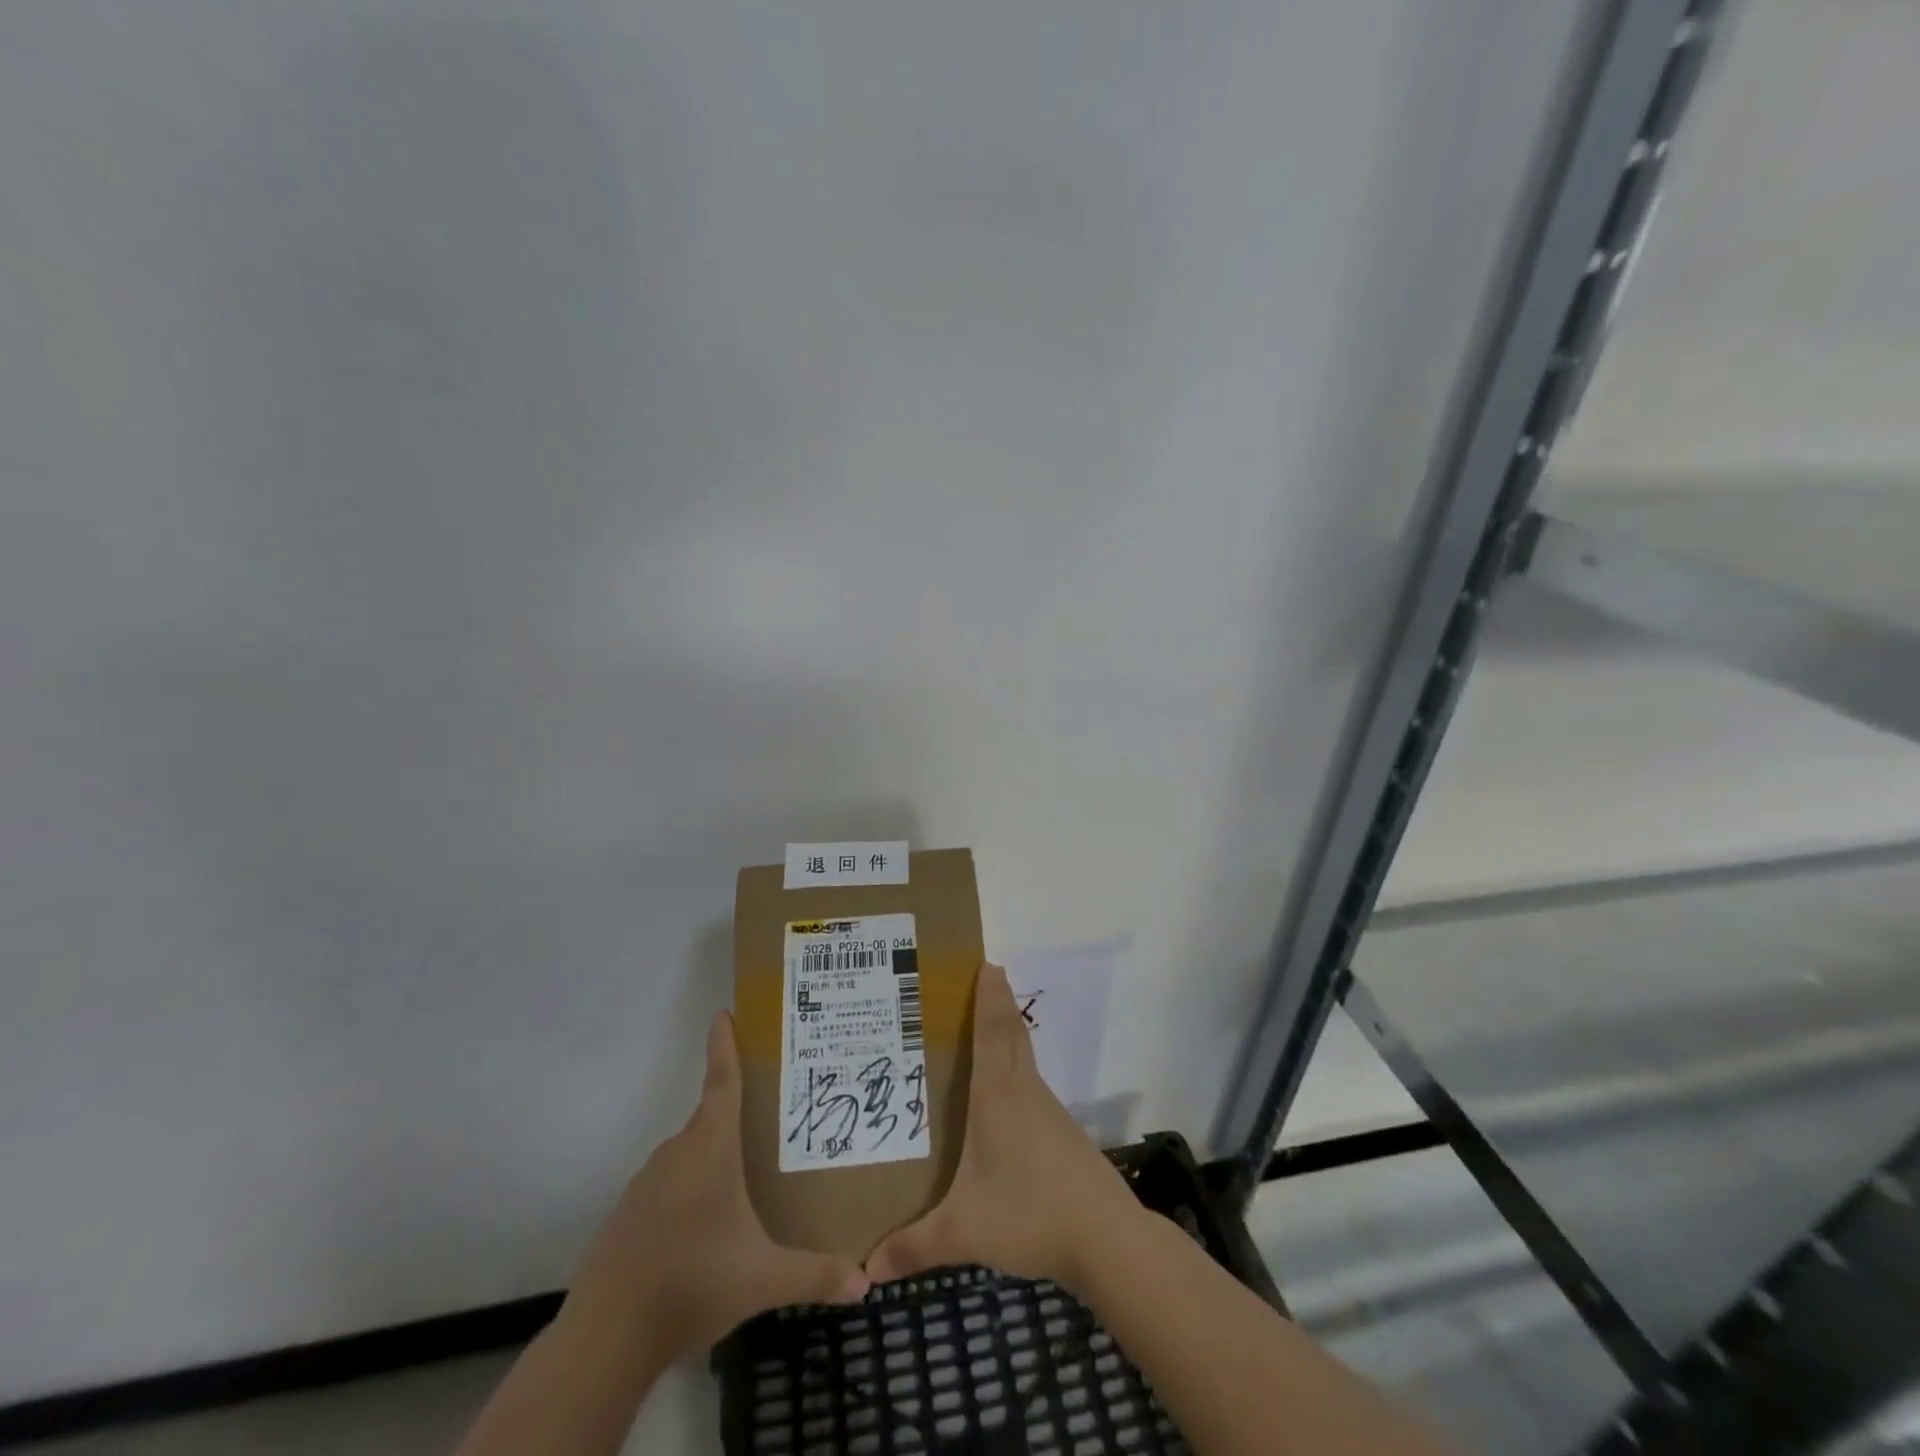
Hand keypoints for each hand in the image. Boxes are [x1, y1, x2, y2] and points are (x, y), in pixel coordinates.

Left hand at [560, 1010, 870, 1366]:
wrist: (605, 1340)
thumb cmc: (692, 1283)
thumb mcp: (764, 1279)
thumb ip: (816, 1274)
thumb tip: (867, 1283)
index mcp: (710, 1148)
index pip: (722, 1081)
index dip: (724, 1045)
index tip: (725, 1012)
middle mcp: (677, 1152)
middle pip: (711, 1117)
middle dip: (739, 1110)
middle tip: (773, 1113)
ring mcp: (647, 1183)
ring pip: (690, 1154)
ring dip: (715, 1155)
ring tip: (748, 1172)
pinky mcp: (629, 1214)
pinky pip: (669, 1185)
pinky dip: (690, 1190)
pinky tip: (707, 1225)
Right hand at [864, 963, 1147, 1297]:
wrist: (1105, 1238)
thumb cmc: (1029, 1215)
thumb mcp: (964, 1232)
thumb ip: (913, 1247)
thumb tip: (864, 1270)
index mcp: (997, 1097)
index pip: (991, 1032)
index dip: (987, 996)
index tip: (986, 961)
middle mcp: (1023, 1091)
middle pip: (1011, 1032)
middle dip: (998, 1001)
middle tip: (984, 975)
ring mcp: (1047, 1109)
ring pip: (1023, 1056)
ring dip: (1006, 1032)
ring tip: (979, 1029)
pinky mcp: (1061, 1131)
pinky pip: (1031, 1083)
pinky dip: (1015, 1068)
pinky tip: (1001, 1095)